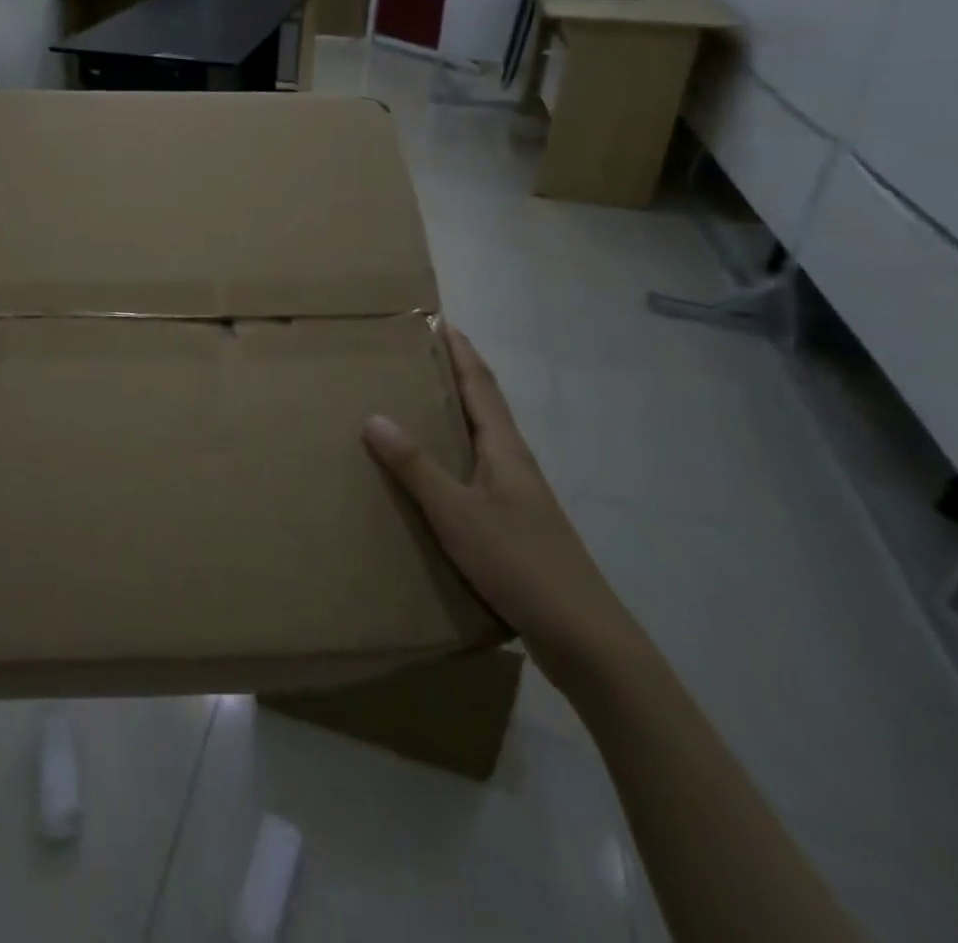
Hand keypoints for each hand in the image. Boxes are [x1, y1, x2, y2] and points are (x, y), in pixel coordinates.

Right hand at [362, 321, 643, 696]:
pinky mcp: (514, 525)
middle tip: (413, 358)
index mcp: (505, 449)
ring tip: (413, 407)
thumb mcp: (457, 513)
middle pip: (483, 407)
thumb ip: (416, 466)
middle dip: (453, 376)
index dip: (461, 351)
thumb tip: (374, 416)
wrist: (583, 637)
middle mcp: (513, 464)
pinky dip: (452, 458)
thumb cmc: (519, 563)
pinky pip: (475, 474)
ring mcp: (517, 496)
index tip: (439, 320)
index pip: (480, 385)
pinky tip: (432, 477)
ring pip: (480, 441)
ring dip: (452, 416)